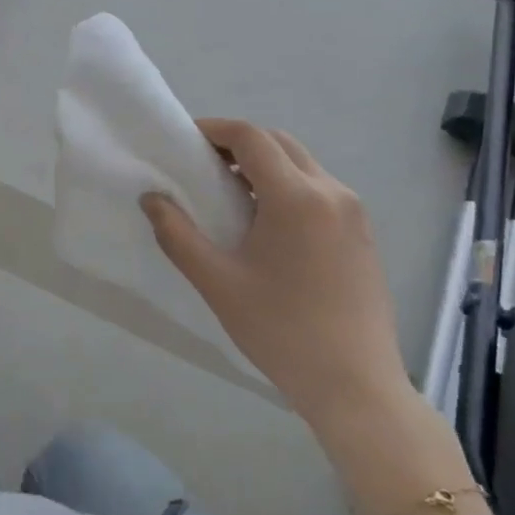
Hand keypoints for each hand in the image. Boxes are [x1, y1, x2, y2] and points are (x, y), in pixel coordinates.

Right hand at [142, 120, 408, 433]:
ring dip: (264, 164)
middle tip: (202, 166)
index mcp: (296, 198)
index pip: (252, 138)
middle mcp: (332, 192)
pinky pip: (320, 189)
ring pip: (303, 164)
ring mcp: (354, 212)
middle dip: (238, 144)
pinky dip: (287, 186)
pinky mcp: (362, 233)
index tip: (184, 142)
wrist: (354, 384)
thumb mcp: (217, 283)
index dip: (214, 130)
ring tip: (229, 194)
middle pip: (280, 143)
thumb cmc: (280, 330)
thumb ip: (177, 234)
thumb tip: (152, 199)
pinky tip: (265, 223)